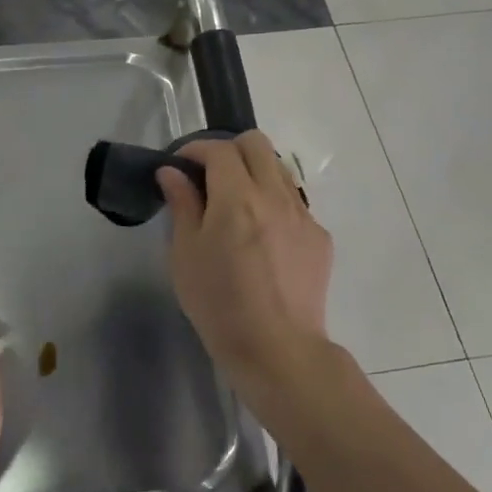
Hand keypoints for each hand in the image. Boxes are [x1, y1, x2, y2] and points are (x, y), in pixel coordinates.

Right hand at [157, 132, 332, 382]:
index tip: (180, 166)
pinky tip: (261, 237)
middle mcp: (275, 196)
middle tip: (209, 177)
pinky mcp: (319, 237)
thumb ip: (182, 205)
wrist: (276, 348)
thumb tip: (172, 173)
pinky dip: (273, 203)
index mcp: (237, 198)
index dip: (195, 150)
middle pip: (256, 144)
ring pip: (279, 169)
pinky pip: (294, 202)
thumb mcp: (185, 254)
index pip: (219, 150)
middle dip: (228, 150)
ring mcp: (303, 215)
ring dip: (253, 173)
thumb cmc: (218, 303)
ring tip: (236, 204)